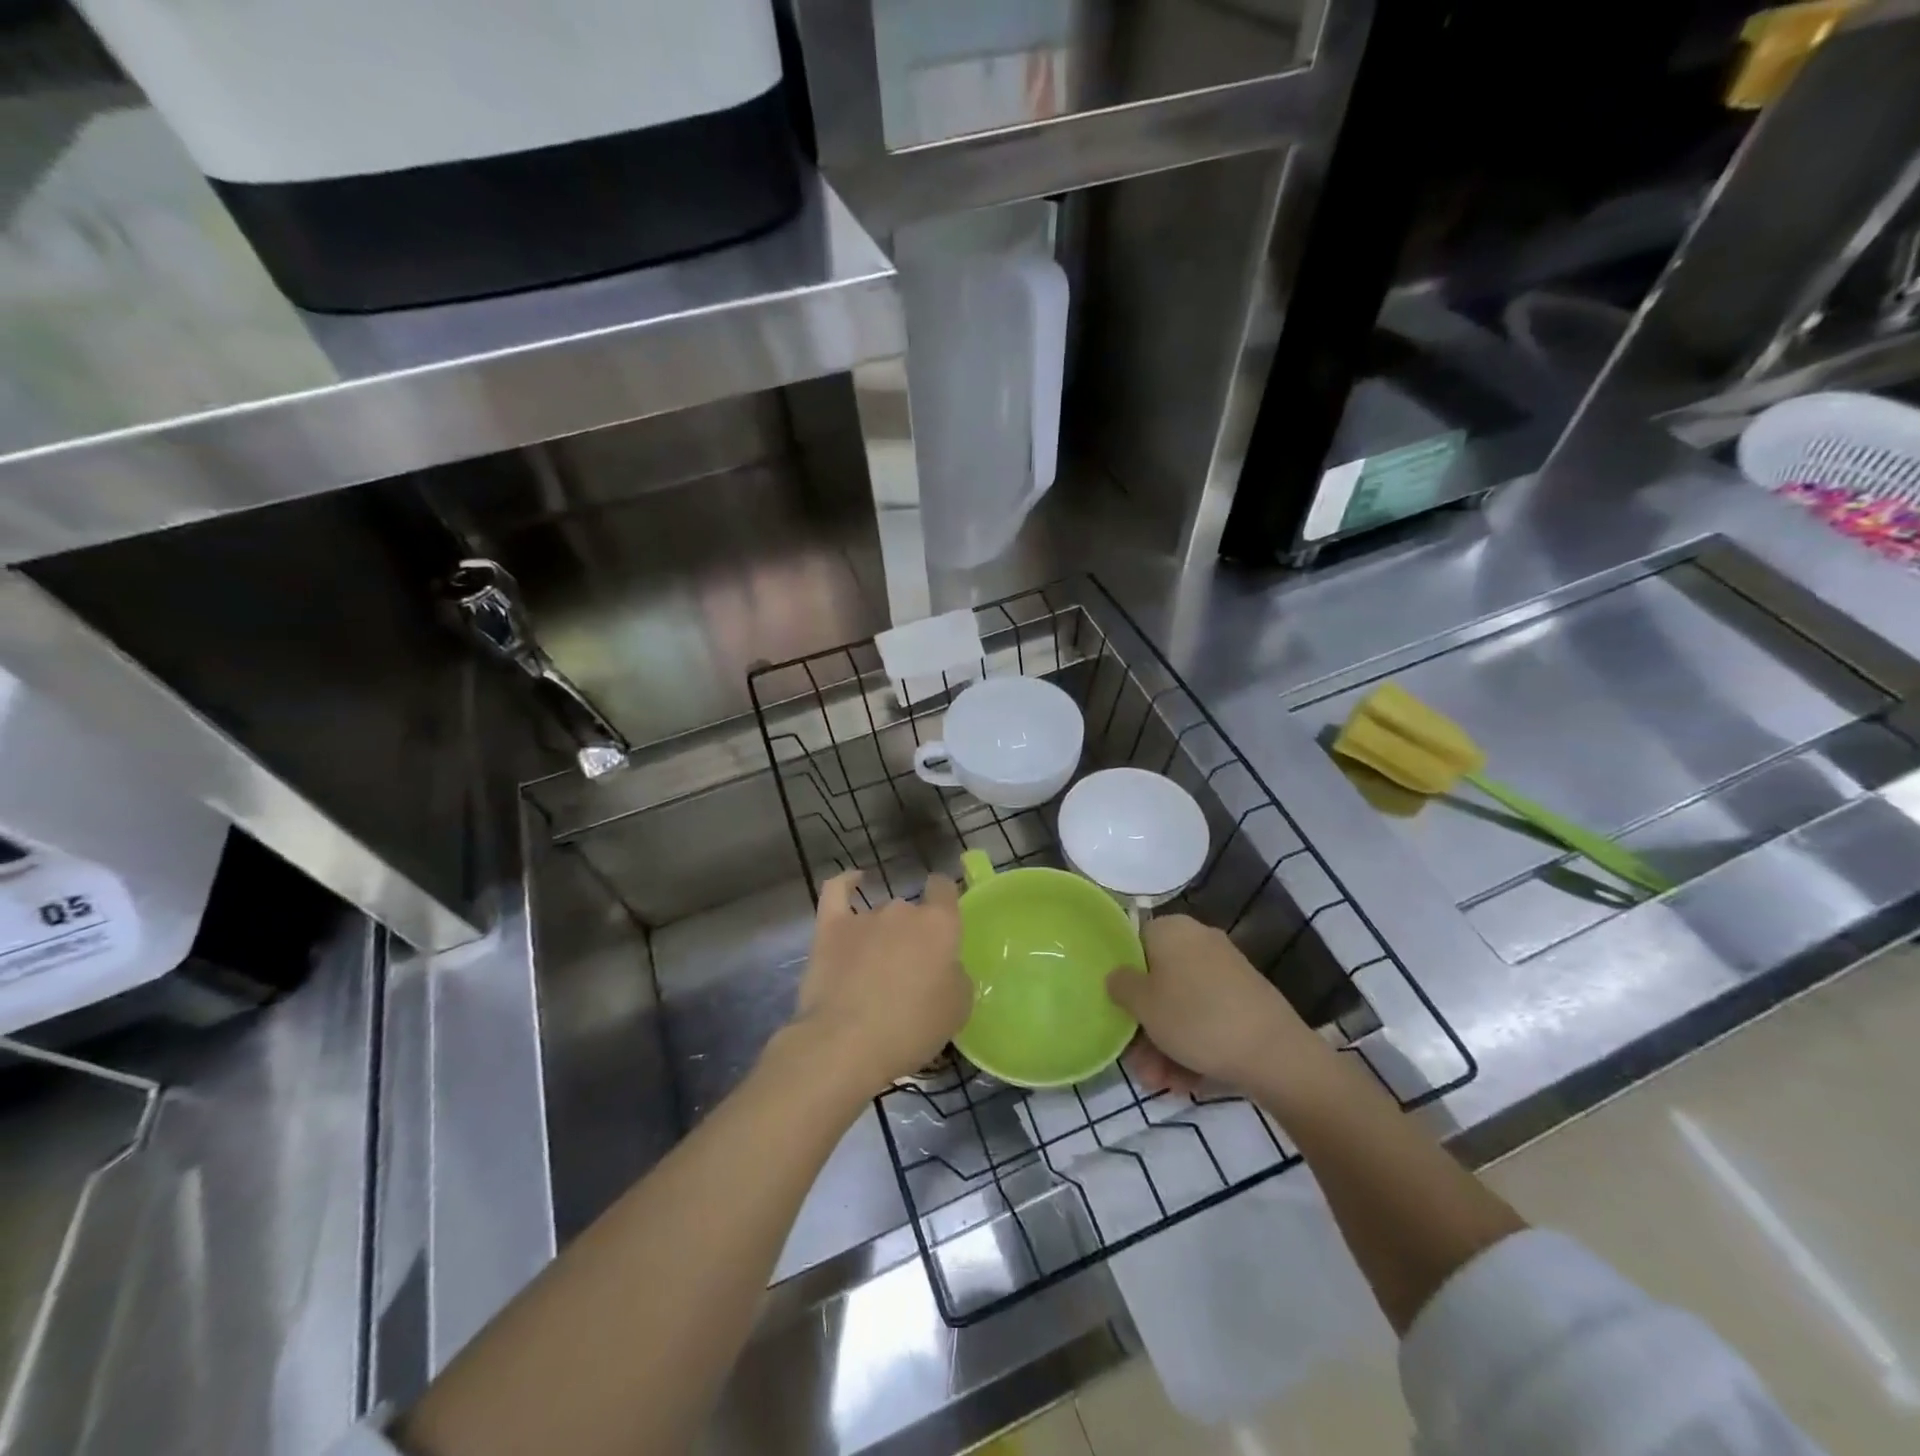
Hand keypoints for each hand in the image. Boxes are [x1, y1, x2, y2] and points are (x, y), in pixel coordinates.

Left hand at [787, 871, 970, 1094]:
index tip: (944, 923)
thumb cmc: (911, 1028)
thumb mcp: (957, 1010)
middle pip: (912, 912)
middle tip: (909, 975)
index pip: (945, 889)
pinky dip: (846, 883)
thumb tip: (944, 968)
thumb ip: (955, 977)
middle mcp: (903, 911)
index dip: (945, 900)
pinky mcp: (830, 928)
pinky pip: (837, 892)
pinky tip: (853, 881)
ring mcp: (864, 917)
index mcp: (939, 925)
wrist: (846, 1043)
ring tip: (876, 971)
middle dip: (912, 937)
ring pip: (880, 917)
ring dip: (882, 936)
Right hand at [1107, 915, 1324, 1095]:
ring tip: (1161, 1083)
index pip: (1133, 944)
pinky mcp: (1246, 1000)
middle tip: (1139, 1064)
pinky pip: (1207, 1018)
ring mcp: (1226, 971)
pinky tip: (1187, 1082)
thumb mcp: (1142, 1004)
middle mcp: (1199, 941)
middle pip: (1158, 982)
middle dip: (1145, 1027)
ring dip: (1166, 1046)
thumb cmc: (1196, 1018)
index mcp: (1172, 930)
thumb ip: (1120, 985)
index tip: (1115, 1011)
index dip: (1121, 979)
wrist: (1275, 1054)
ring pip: (1182, 1006)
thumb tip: (1118, 977)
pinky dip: (1194, 1046)